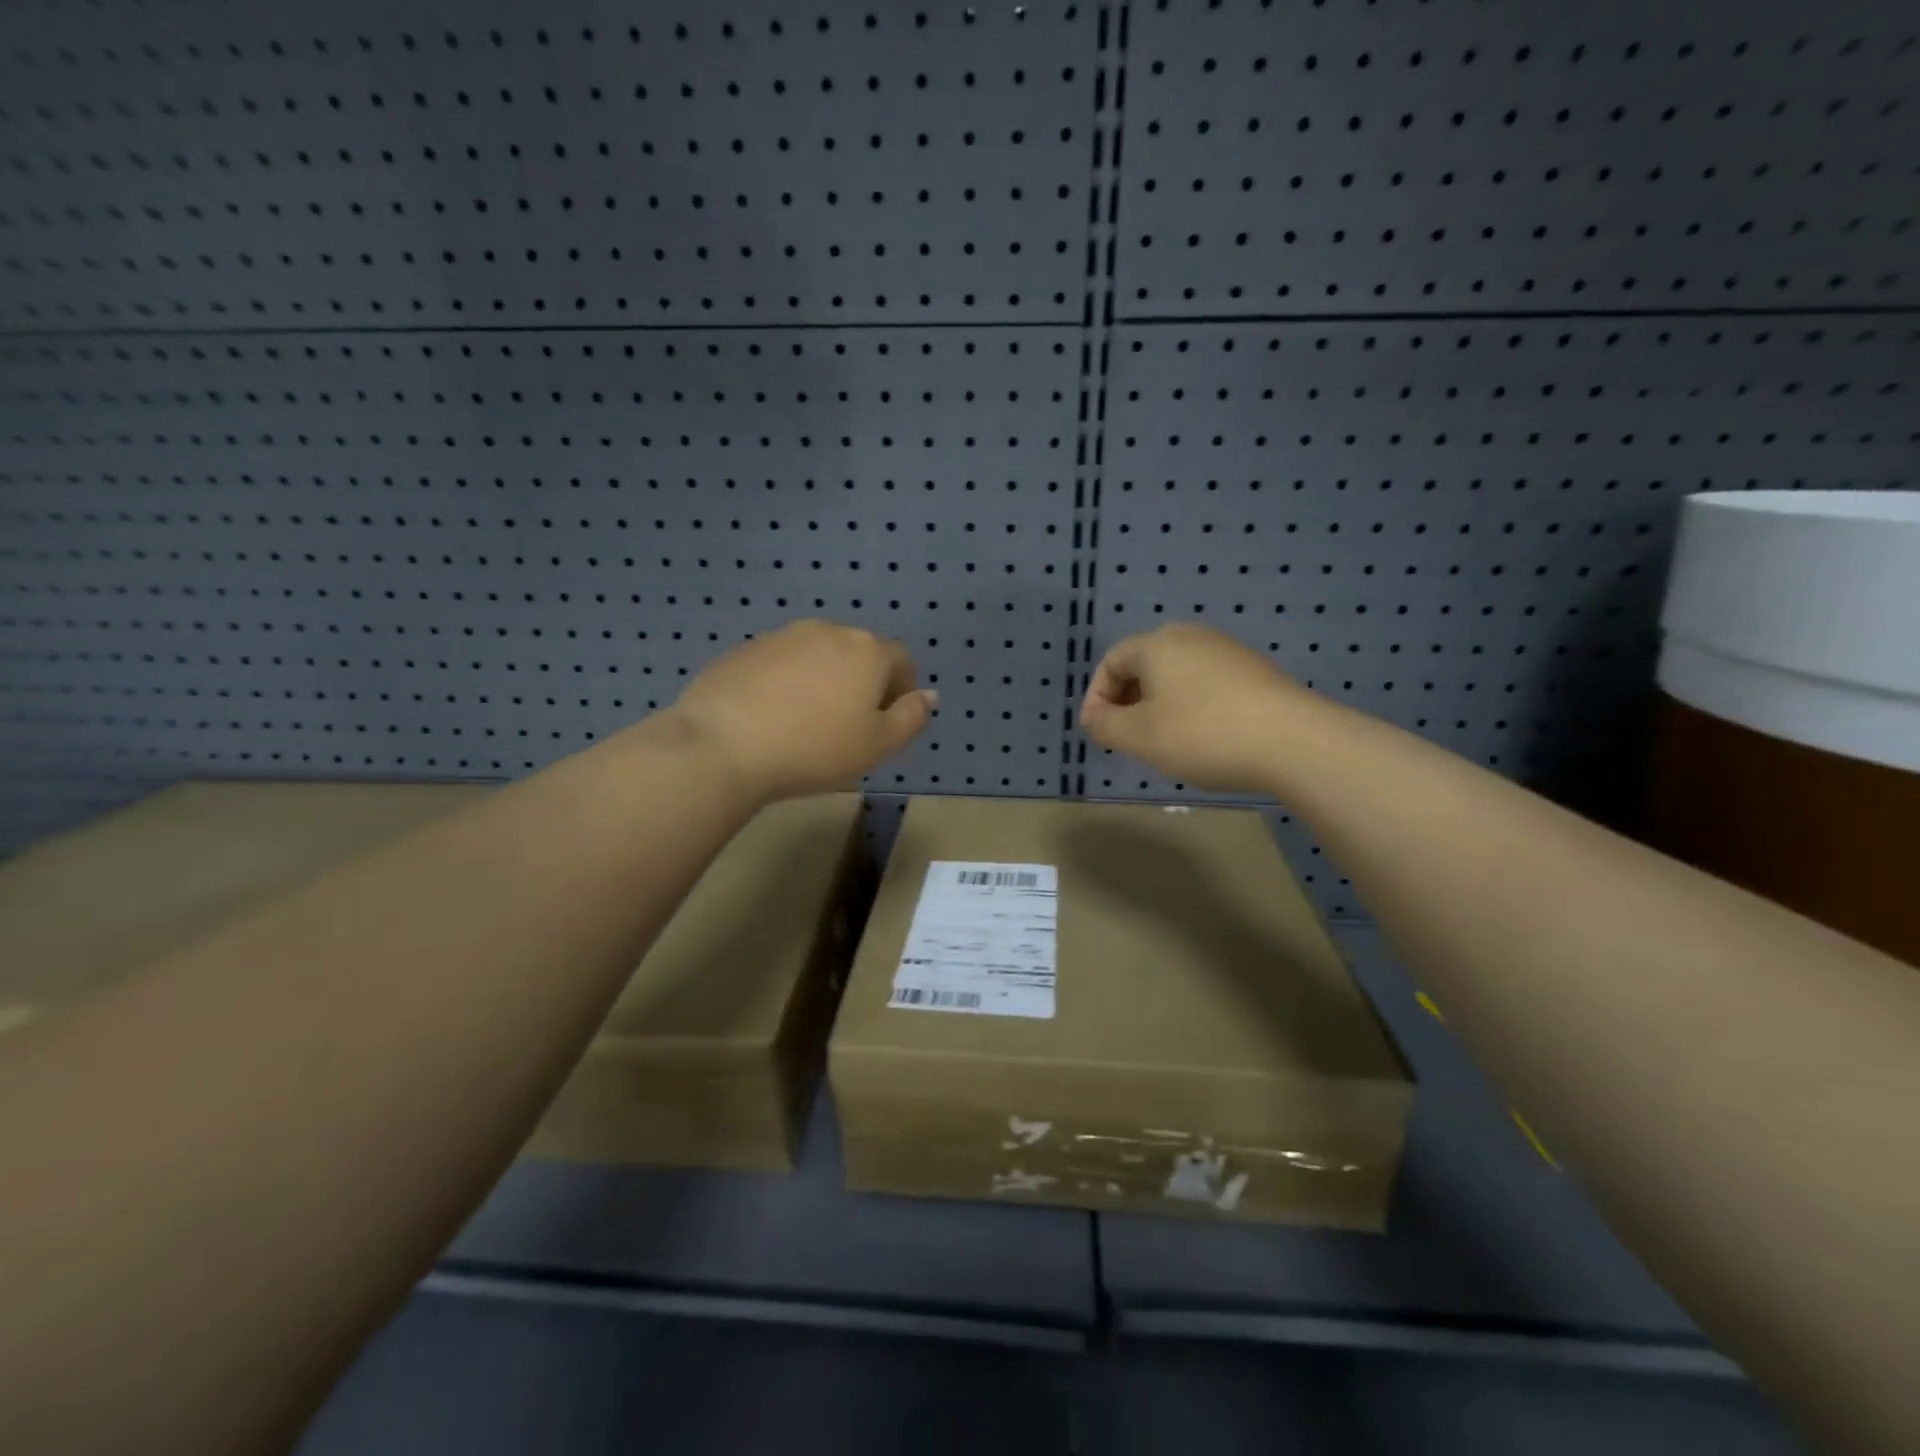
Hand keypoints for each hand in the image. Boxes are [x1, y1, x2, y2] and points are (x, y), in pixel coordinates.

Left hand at [668, 620, 936, 803]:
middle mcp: (829, 631)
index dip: (901, 689)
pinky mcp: (746, 648)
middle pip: (860, 652)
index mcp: (867, 650)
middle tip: (848, 725)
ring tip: (808, 720)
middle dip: (863, 681)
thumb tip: (930, 695)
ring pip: (819, 654)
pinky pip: (782, 662)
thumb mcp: (877, 745)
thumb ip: (911, 717)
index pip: (901, 659)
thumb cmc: (814, 749)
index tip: (885, 722)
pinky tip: (773, 715)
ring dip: (825, 679)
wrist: (723, 745)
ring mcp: (783, 635)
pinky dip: (788, 681)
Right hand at [1080, 624, 1312, 793]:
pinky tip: (1202, 736)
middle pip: (1144, 663)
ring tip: (1162, 740)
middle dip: (1127, 700)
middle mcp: (1192, 637)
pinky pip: (1206, 683)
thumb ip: (1105, 725)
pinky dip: (1190, 705)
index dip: (1096, 696)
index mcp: (1158, 644)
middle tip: (1126, 737)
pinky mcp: (1255, 671)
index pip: (1111, 661)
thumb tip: (1094, 717)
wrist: (1293, 742)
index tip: (1098, 732)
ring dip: (1158, 704)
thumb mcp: (1140, 737)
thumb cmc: (1203, 734)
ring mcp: (1228, 651)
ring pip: (1176, 674)